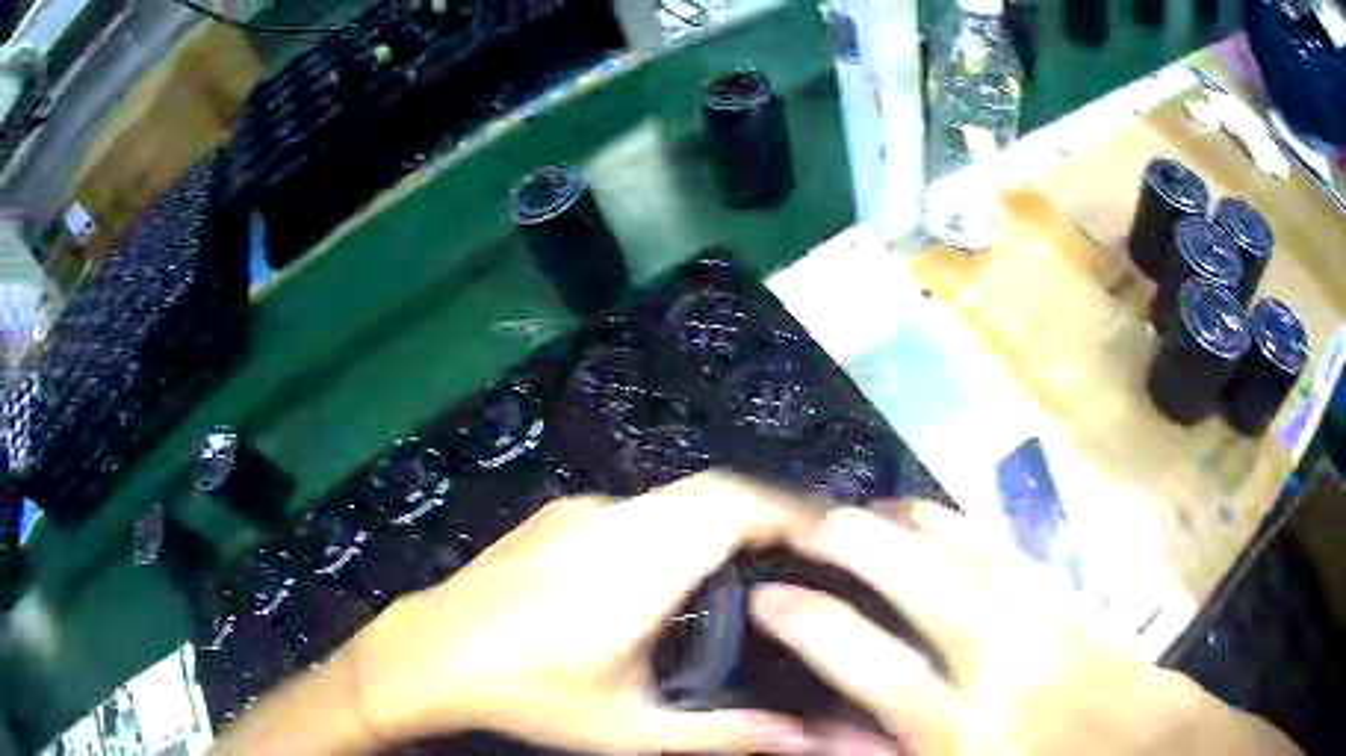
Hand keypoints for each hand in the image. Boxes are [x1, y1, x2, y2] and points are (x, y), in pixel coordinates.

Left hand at [348, 472, 821, 753]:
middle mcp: (616, 521)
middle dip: (766, 508)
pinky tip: (669, 566)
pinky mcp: (556, 515)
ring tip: (748, 558)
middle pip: (713, 489)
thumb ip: (723, 734)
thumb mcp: (631, 729)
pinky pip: (638, 506)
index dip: (789, 509)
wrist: (431, 653)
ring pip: (675, 495)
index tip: (827, 532)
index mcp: (641, 565)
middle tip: (800, 549)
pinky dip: (676, 522)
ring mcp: (581, 512)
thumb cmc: (532, 694)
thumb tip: (799, 738)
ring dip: (719, 514)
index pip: (734, 506)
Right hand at [750, 503, 1301, 755]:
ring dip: (906, 523)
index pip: (875, 667)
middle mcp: (1001, 665)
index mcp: (965, 729)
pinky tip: (928, 513)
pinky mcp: (1067, 594)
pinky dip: (958, 523)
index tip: (769, 596)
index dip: (815, 625)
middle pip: (925, 588)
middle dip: (859, 547)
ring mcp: (1042, 618)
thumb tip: (816, 727)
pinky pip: (1005, 547)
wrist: (1140, 745)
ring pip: (967, 552)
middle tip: (806, 523)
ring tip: (858, 506)